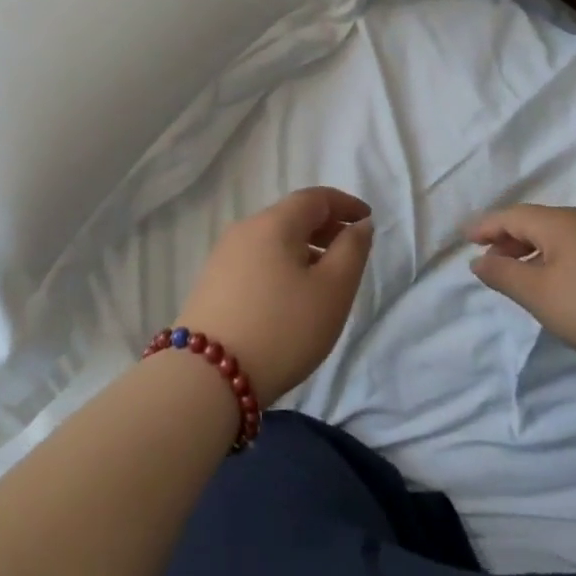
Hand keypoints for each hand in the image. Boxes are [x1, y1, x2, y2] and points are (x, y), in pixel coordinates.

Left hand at [177, 187, 373, 405]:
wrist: (206, 377)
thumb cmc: (282, 329)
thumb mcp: (332, 291)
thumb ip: (352, 251)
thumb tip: (359, 225)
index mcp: (274, 222)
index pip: (315, 198)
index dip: (345, 204)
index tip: (368, 219)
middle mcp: (245, 229)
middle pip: (291, 216)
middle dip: (325, 226)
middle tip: (350, 249)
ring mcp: (223, 256)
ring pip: (273, 239)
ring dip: (303, 248)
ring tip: (324, 277)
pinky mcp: (212, 283)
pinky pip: (257, 260)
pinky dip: (281, 264)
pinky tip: (290, 295)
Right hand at [469, 204, 575, 371]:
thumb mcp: (540, 295)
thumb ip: (504, 274)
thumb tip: (479, 260)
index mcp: (561, 223)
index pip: (512, 215)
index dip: (486, 226)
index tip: (465, 237)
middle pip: (538, 221)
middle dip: (510, 237)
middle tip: (490, 257)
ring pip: (562, 234)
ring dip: (535, 249)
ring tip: (523, 273)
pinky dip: (560, 257)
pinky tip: (563, 282)